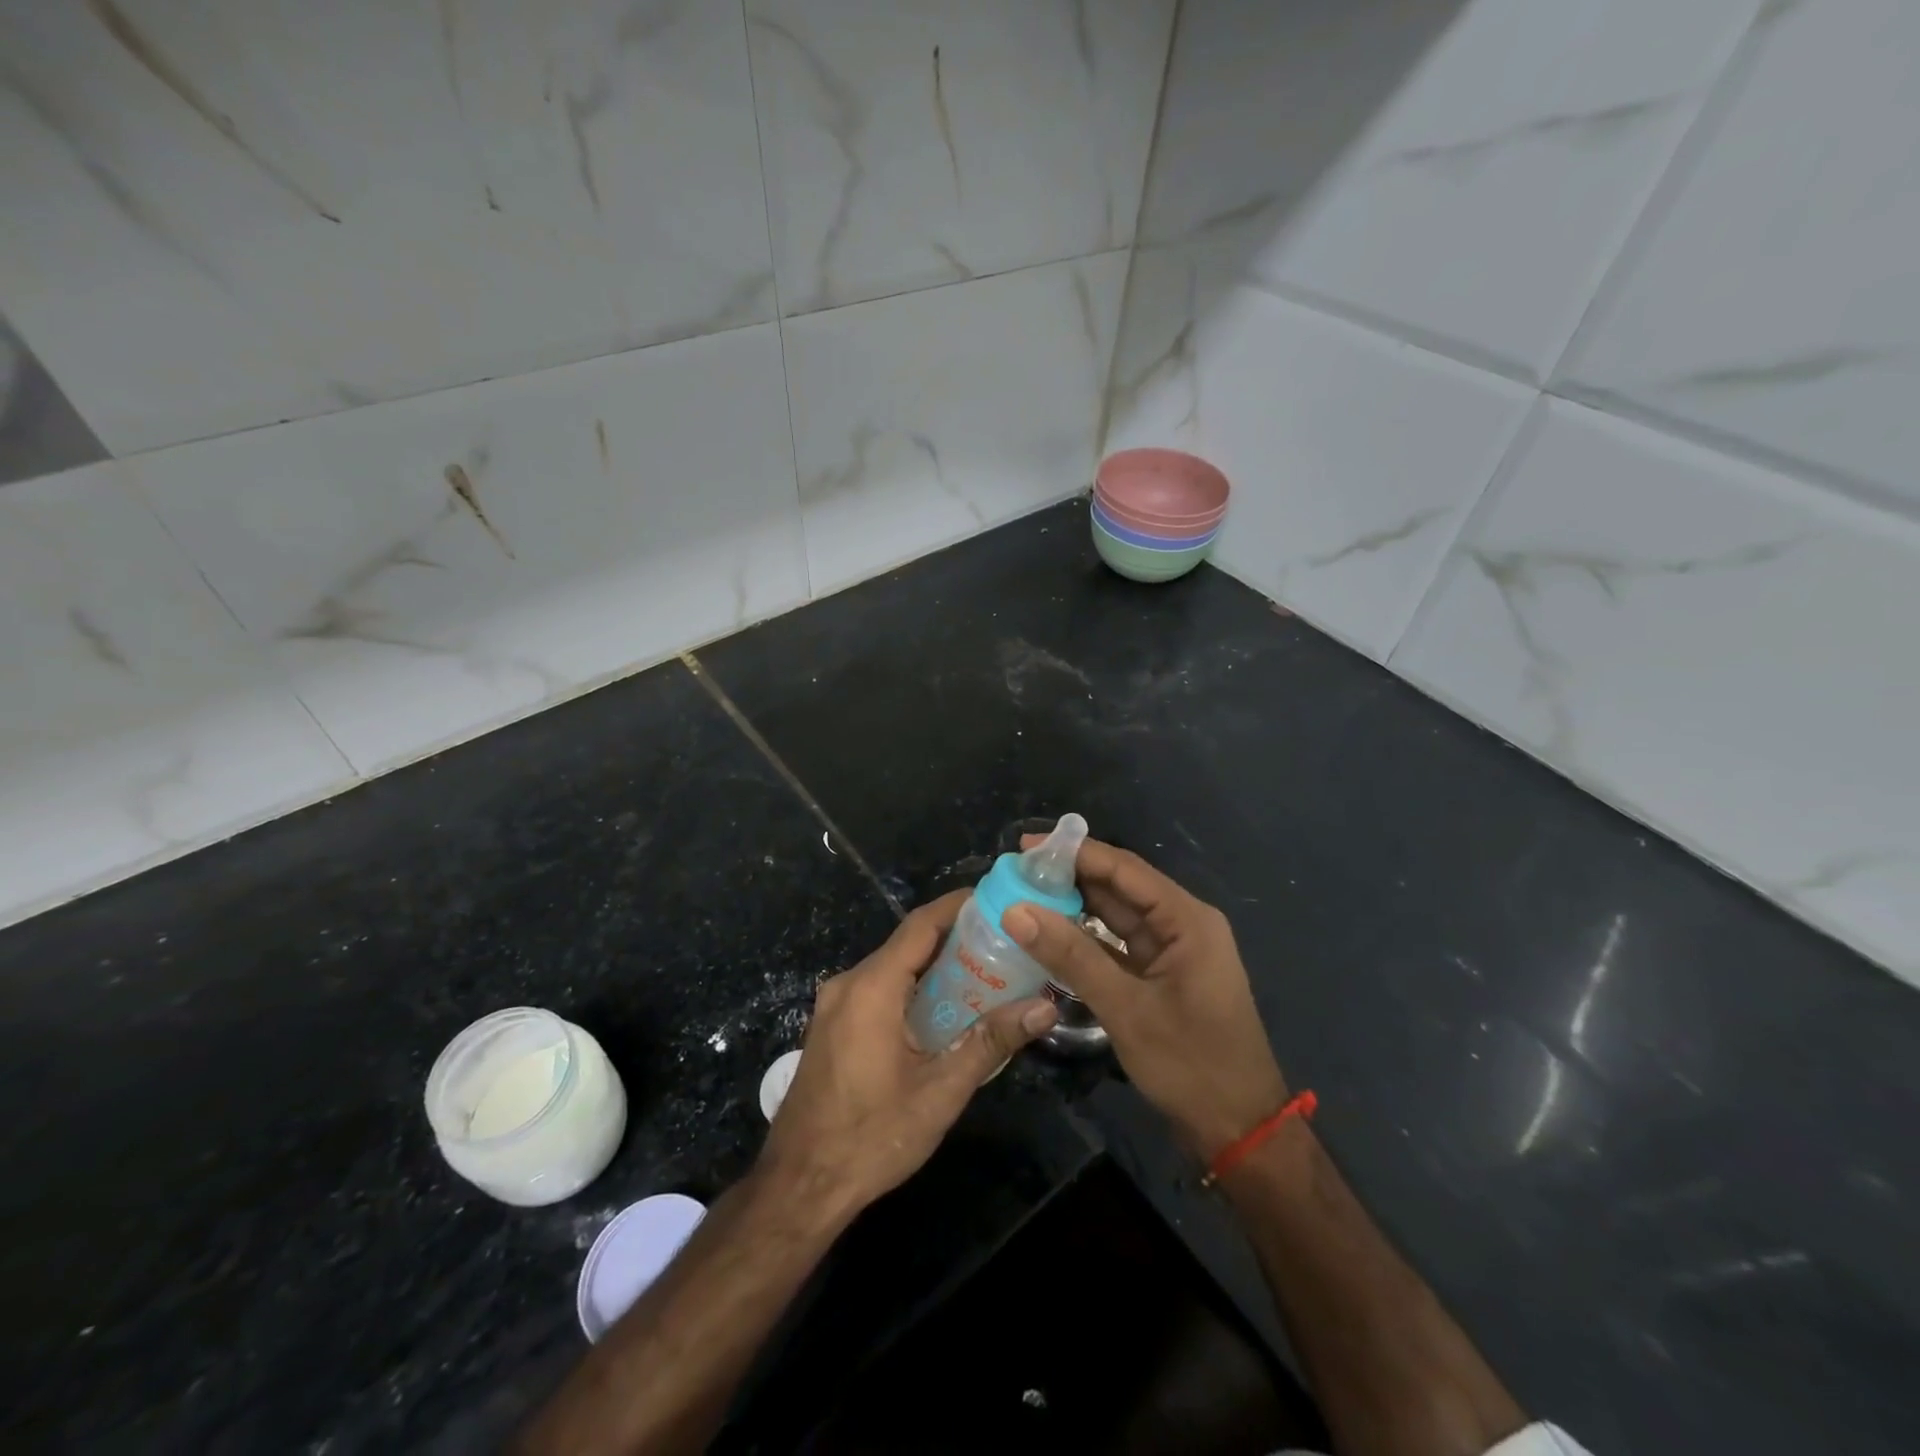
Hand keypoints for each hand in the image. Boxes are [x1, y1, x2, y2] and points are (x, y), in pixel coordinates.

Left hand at [758, 890, 1058, 1217]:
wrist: (800, 1186)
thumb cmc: (872, 1137)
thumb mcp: (940, 1091)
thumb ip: (991, 1042)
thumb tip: (1044, 1008)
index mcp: (871, 987)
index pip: (920, 925)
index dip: (958, 906)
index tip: (997, 899)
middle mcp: (848, 984)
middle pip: (907, 944)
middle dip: (954, 938)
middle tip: (1004, 942)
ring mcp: (834, 1005)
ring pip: (892, 967)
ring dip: (934, 966)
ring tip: (984, 972)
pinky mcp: (831, 1026)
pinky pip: (877, 990)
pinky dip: (911, 988)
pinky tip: (943, 1009)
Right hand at [1003, 837, 1287, 1159]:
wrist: (1239, 1131)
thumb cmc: (1191, 1064)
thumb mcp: (1126, 1008)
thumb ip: (1071, 956)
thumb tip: (1016, 911)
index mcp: (1187, 920)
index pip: (1125, 869)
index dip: (1075, 853)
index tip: (1025, 847)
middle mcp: (1182, 925)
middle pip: (1120, 888)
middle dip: (1069, 877)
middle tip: (1016, 873)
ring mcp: (1172, 952)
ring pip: (1116, 917)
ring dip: (1074, 907)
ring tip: (1024, 896)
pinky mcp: (1161, 976)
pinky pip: (1118, 945)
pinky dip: (1086, 939)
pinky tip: (1050, 935)